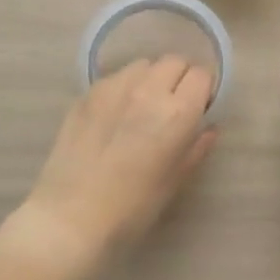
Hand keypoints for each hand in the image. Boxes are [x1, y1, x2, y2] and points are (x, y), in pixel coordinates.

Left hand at [23, 56, 217, 263]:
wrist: (70, 218)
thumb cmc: (131, 209)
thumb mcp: (174, 181)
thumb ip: (196, 148)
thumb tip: (208, 128)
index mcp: (177, 113)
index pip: (202, 75)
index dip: (204, 90)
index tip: (200, 108)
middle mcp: (147, 90)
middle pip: (174, 61)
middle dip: (181, 78)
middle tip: (175, 105)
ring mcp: (113, 88)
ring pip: (144, 65)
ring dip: (151, 78)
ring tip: (144, 105)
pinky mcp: (86, 94)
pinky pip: (116, 77)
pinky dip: (125, 87)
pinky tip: (116, 114)